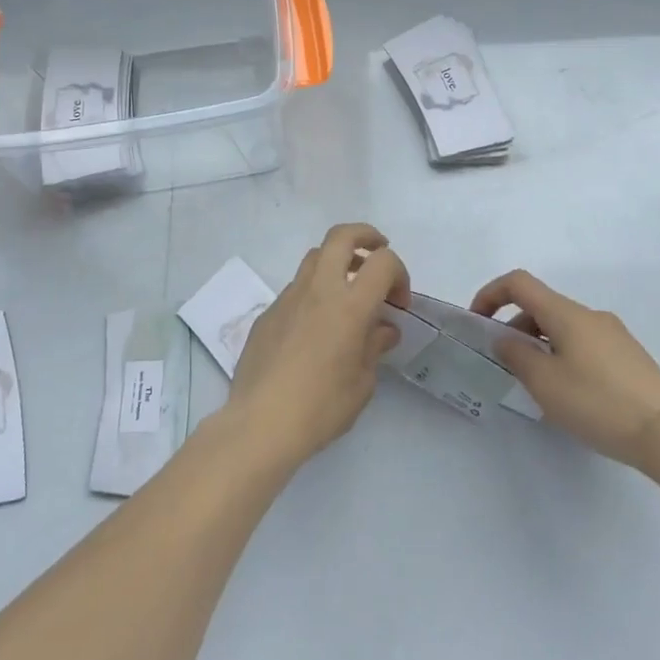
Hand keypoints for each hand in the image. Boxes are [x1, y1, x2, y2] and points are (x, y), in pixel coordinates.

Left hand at [226, 223, 407, 474]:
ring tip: (348, 291)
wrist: (260, 423)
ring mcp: (288, 297)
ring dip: (337, 262)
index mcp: (349, 306)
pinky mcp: (268, 312)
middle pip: (341, 236)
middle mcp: (318, 290)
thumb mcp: (362, 384)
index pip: (382, 262)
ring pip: (315, 257)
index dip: (399, 273)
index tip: (399, 303)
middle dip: (365, 236)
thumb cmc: (320, 408)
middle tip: (378, 252)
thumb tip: (383, 329)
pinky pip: (296, 288)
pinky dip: (314, 293)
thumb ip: (374, 347)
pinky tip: (316, 328)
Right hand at [472, 270, 659, 478]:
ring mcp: (614, 335)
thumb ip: (516, 356)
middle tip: (504, 365)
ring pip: (563, 327)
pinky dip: (562, 355)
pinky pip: (583, 344)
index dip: (491, 294)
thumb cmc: (599, 404)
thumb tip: (505, 340)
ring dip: (539, 344)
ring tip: (536, 386)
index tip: (477, 322)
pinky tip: (569, 394)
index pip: (519, 283)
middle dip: (514, 327)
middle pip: (541, 306)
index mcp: (566, 313)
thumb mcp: (545, 383)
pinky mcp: (629, 357)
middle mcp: (590, 315)